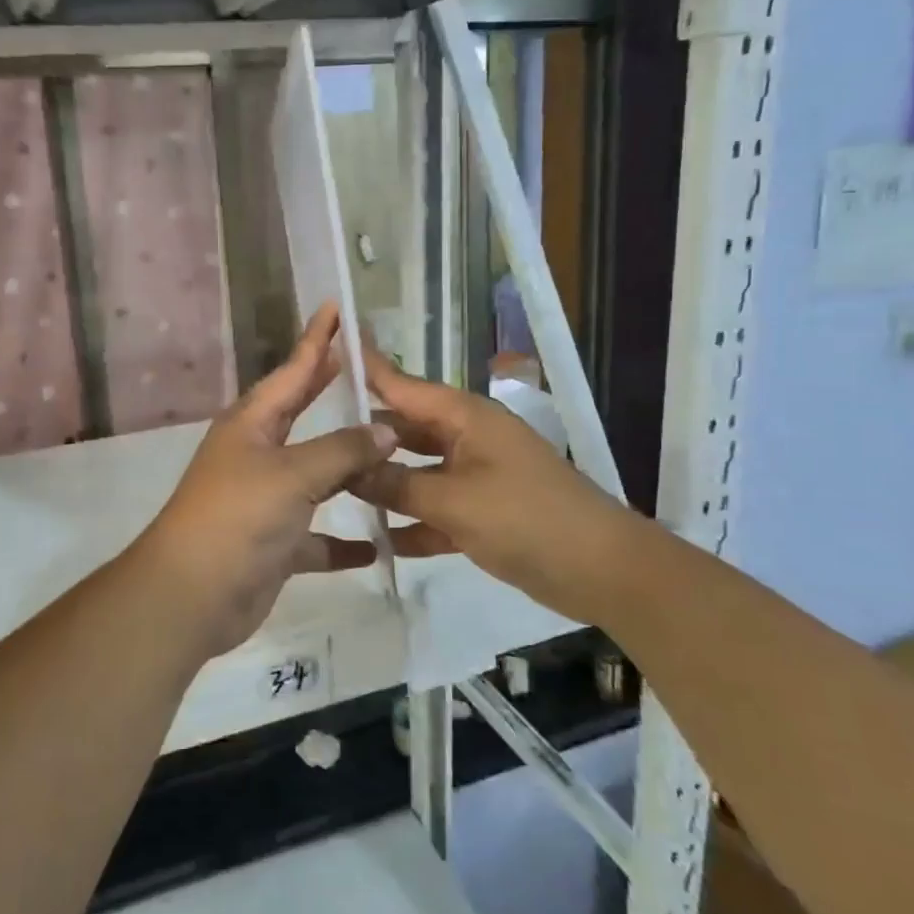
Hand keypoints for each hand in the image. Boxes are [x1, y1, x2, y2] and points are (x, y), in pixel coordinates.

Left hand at [130, 304, 396, 657]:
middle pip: (300, 415)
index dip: (316, 340)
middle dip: (327, 390)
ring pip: (316, 476)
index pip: (292, 371)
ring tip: (391, 452)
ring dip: (348, 469)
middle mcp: (256, 455)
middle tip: (361, 368)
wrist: (193, 595)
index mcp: (252, 425)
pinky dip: (342, 542)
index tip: (336, 309)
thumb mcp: (293, 475)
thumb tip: (385, 429)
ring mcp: (265, 500)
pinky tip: (376, 545)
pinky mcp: (273, 544)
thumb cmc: (239, 517)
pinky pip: (316, 537)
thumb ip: (342, 450)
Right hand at [351, 345, 629, 606]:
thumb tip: (347, 470)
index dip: (366, 368)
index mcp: (464, 418)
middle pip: (404, 429)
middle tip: (312, 442)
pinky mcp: (482, 512)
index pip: (402, 384)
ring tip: (332, 489)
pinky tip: (377, 541)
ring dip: (384, 484)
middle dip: (364, 437)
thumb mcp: (453, 501)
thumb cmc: (526, 519)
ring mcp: (475, 475)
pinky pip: (435, 509)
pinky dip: (412, 523)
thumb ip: (397, 485)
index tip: (329, 344)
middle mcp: (467, 438)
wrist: (601, 570)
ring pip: (416, 471)